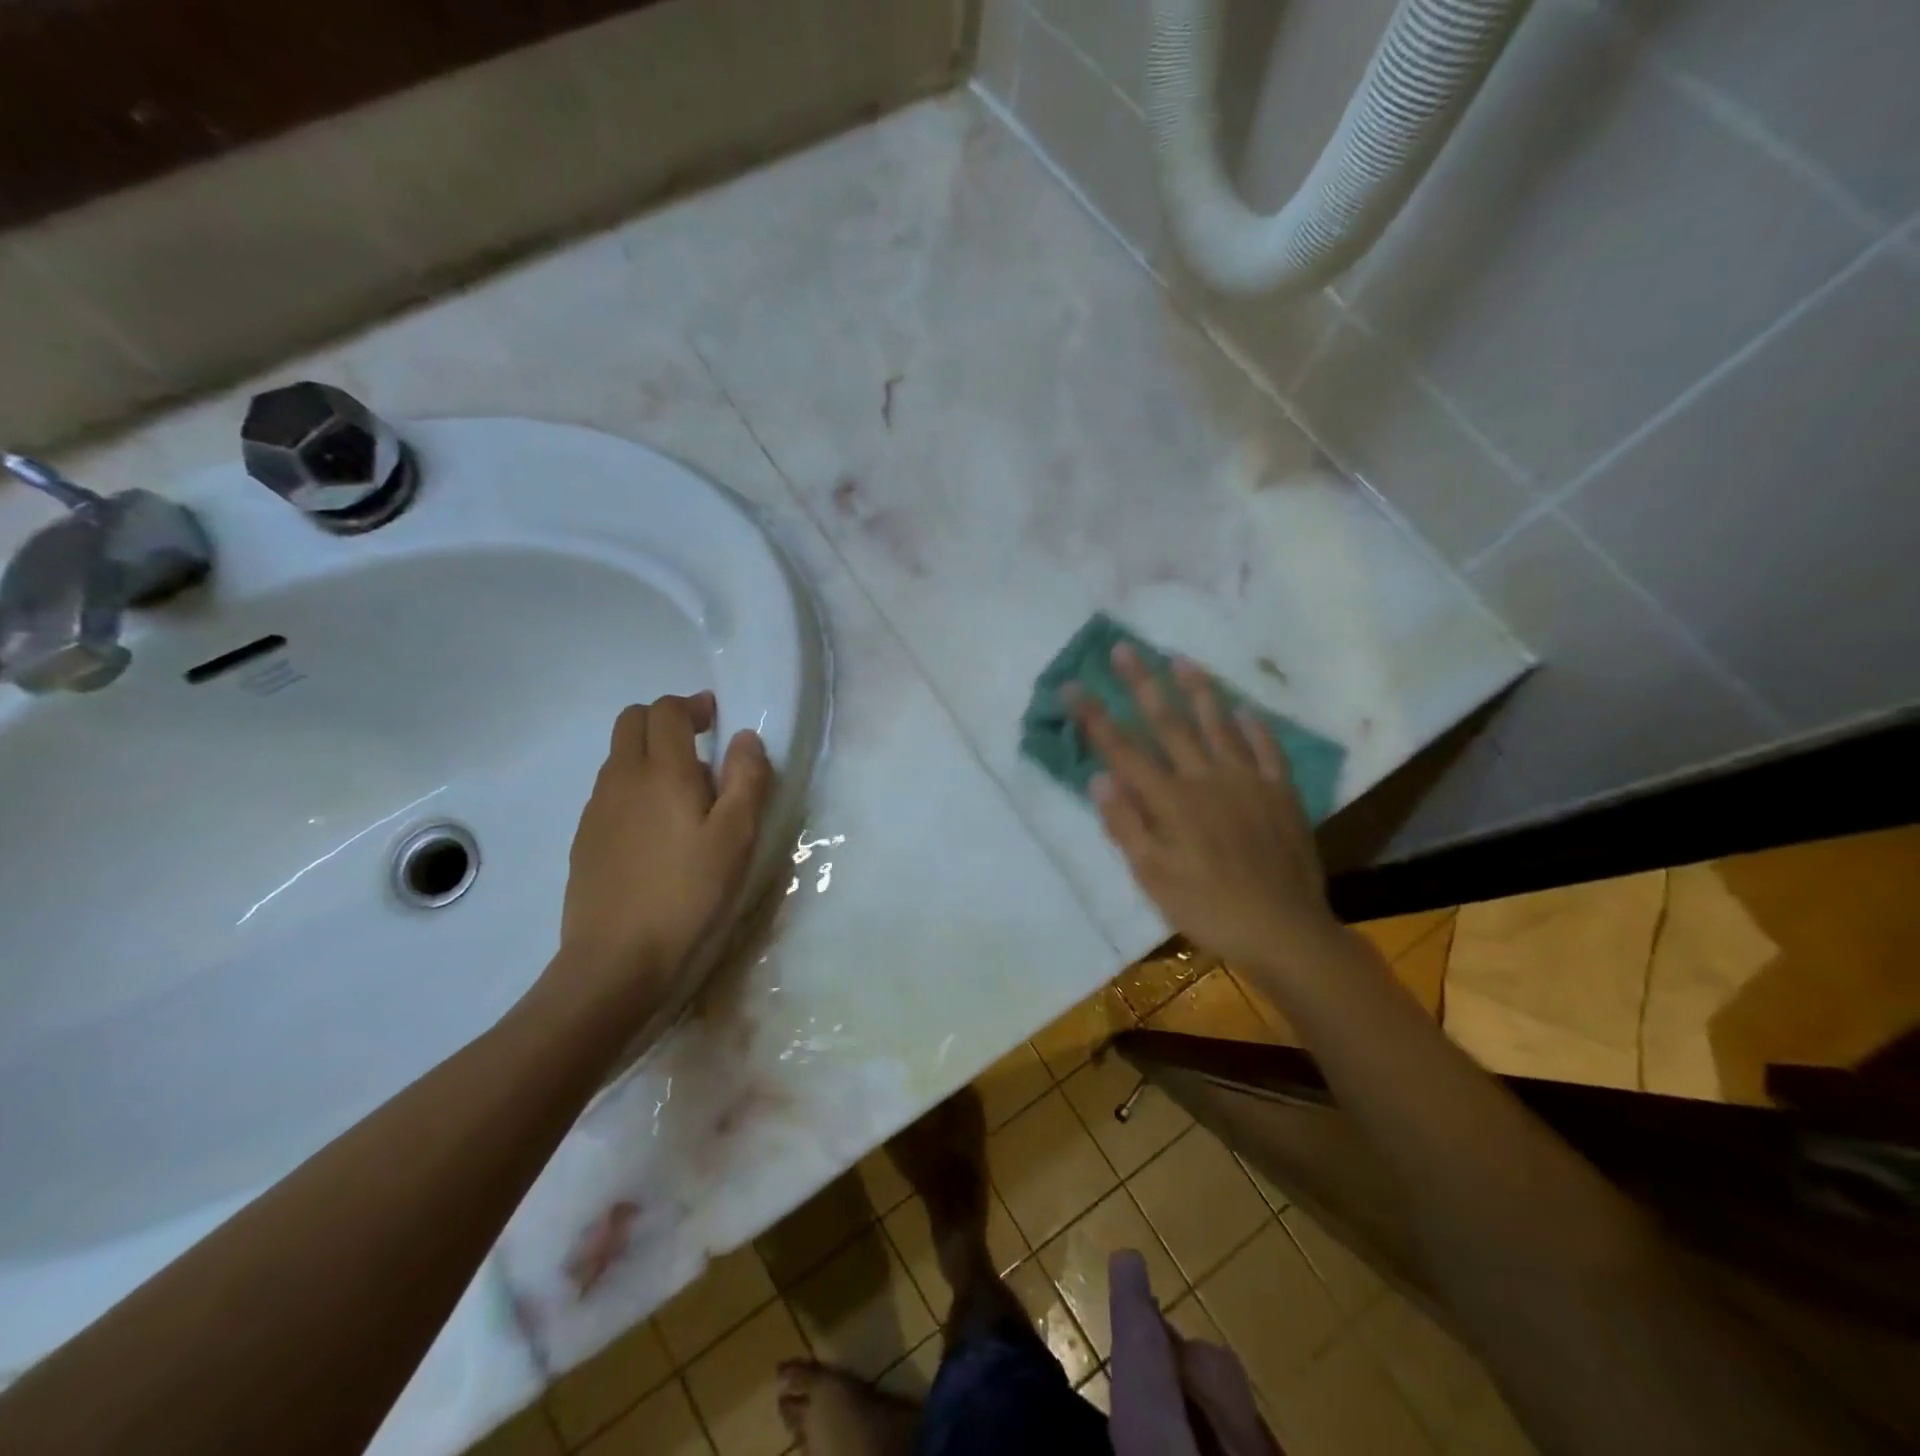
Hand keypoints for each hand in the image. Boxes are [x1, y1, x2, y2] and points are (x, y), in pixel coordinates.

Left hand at [550, 692, 772, 1018]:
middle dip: (666, 721)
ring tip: (685, 794)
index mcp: (662, 771)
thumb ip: (747, 780)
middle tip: (701, 747)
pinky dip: (634, 788)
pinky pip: (610, 792)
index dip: (692, 706)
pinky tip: (657, 831)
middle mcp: (621, 779)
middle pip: (632, 722)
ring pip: (618, 758)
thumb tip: (745, 738)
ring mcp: (596, 811)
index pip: (666, 711)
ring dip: (649, 754)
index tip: (717, 720)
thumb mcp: (737, 838)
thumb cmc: (689, 895)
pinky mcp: (585, 841)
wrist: (616, 963)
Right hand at [1073, 645, 1343, 973]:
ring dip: (1197, 690)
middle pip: (1168, 723)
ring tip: (1180, 660)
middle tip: (1124, 648)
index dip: (1095, 717)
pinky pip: (1267, 750)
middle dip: (1141, 684)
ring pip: (1218, 724)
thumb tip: (1098, 778)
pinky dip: (1253, 727)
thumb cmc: (1207, 907)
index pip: (1123, 750)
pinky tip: (1244, 710)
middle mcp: (1205, 778)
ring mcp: (1247, 781)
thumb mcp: (1152, 877)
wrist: (1283, 929)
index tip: (1073, 687)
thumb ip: (1125, 825)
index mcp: (1170, 800)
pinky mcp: (1281, 793)